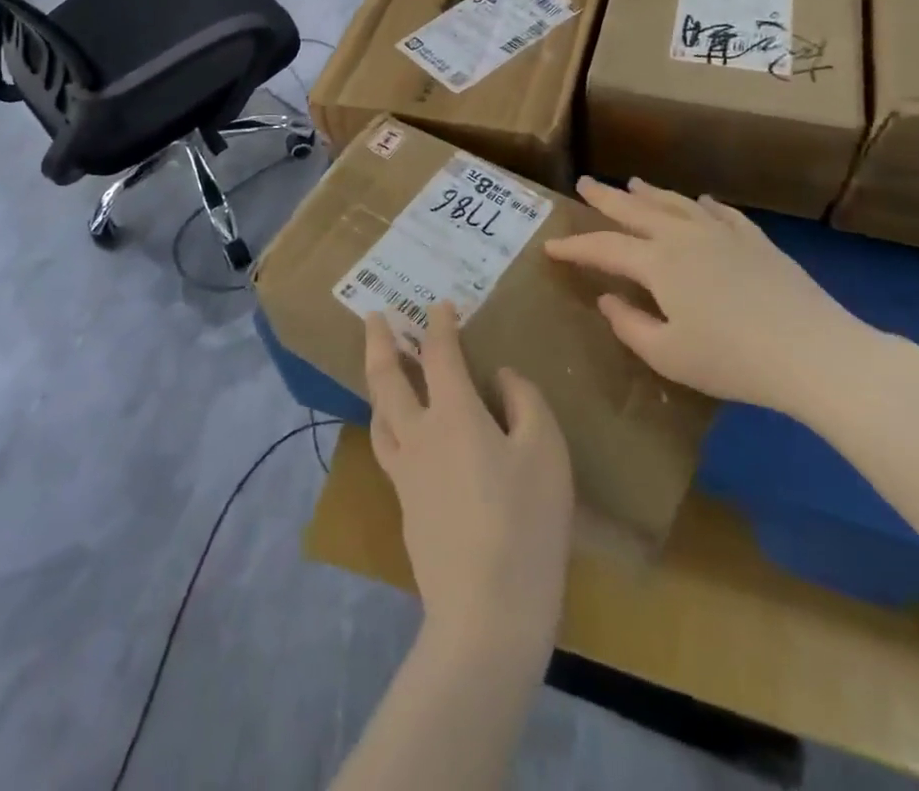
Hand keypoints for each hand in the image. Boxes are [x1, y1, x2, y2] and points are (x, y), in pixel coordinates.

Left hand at [363, 308, 572, 663]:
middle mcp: (419, 434)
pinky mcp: (404, 505)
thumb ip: (525, 402)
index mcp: (453, 414)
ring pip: (378, 413)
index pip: (439, 354)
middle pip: (386, 377)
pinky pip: (388, 447)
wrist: (486, 613)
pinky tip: (401, 430)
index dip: (440, 324)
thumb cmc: (525, 524)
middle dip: (378, 341)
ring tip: (381, 368)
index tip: (440, 304)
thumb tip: (501, 376)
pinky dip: (388, 421)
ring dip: (377, 382)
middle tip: (373, 316)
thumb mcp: (545, 453)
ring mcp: (405, 472)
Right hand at [543, 178, 875, 415]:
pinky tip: (701, 200)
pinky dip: (704, 204)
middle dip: (606, 198)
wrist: (815, 352)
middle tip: (584, 183)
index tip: (550, 245)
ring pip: (677, 203)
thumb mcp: (668, 355)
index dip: (574, 246)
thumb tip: (607, 299)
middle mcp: (684, 236)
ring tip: (633, 182)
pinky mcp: (755, 241)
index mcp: (658, 262)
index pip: (604, 247)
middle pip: (636, 209)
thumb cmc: (733, 360)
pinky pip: (723, 213)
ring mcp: (723, 234)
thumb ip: (630, 325)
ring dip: (650, 192)